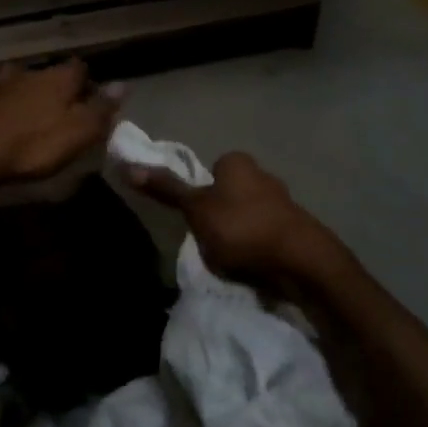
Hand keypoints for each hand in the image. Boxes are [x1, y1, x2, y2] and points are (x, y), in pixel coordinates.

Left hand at [0, 61, 123, 197]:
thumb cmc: (34, 146)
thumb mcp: (79, 132)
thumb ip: (101, 108)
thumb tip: (124, 85)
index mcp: (57, 79)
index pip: (79, 68)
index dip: (87, 82)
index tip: (92, 99)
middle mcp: (27, 74)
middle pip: (45, 72)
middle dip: (52, 83)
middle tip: (58, 104)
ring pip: (10, 77)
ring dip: (17, 85)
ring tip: (21, 101)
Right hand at [128, 151, 342, 290]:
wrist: (299, 260)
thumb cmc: (240, 227)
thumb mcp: (195, 209)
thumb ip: (166, 189)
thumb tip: (128, 165)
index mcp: (237, 162)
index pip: (210, 170)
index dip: (200, 194)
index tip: (196, 217)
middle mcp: (263, 173)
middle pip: (229, 193)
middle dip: (220, 214)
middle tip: (210, 239)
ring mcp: (283, 201)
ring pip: (247, 215)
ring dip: (239, 233)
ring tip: (231, 257)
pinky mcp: (296, 228)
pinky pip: (265, 235)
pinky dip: (256, 247)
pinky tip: (252, 264)